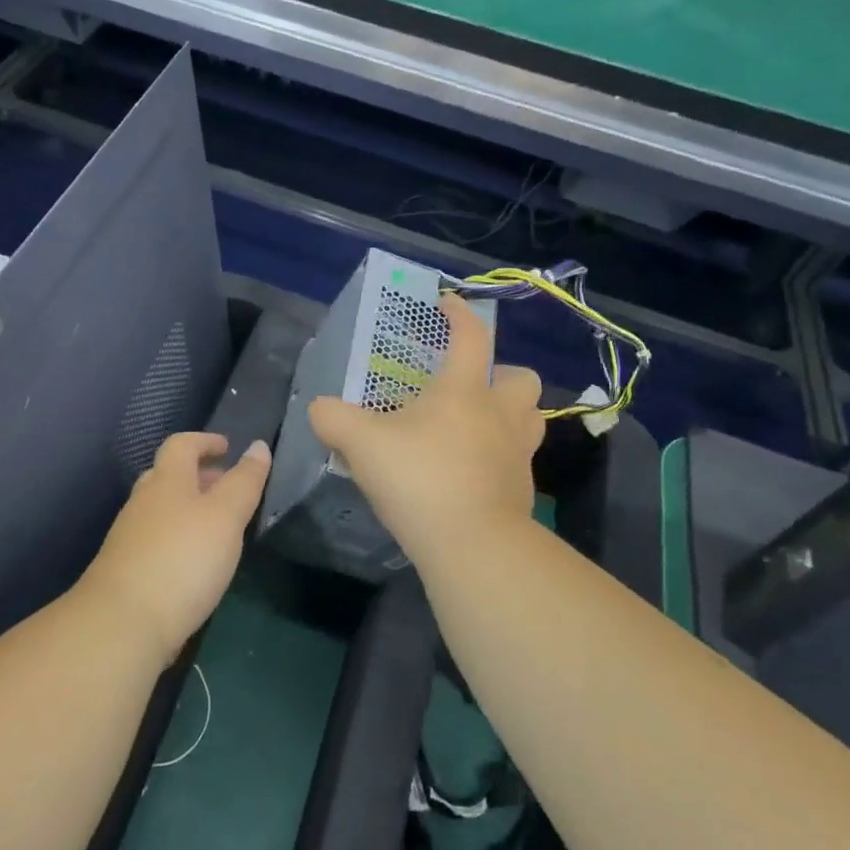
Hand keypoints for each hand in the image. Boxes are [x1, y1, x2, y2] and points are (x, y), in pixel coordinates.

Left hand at [77, 432, 270, 661]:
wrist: (122, 624)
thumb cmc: (182, 559)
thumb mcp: (225, 516)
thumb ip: (244, 482)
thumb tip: (258, 446)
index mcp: (166, 481)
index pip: (182, 445)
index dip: (205, 441)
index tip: (227, 447)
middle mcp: (143, 502)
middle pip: (168, 476)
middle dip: (198, 476)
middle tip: (227, 487)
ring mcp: (130, 538)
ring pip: (161, 510)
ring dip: (189, 509)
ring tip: (218, 527)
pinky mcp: (128, 571)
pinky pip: (157, 540)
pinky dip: (179, 538)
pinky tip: (195, 563)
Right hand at [309, 294, 543, 568]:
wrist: (473, 546)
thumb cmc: (420, 478)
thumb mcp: (362, 444)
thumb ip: (334, 419)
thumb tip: (319, 407)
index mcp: (464, 390)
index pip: (471, 337)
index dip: (460, 314)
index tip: (446, 303)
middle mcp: (500, 415)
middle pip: (522, 379)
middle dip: (502, 374)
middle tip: (469, 387)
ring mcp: (517, 454)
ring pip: (530, 419)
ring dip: (509, 414)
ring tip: (475, 426)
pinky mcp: (522, 491)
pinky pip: (517, 461)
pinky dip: (498, 458)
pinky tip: (469, 472)